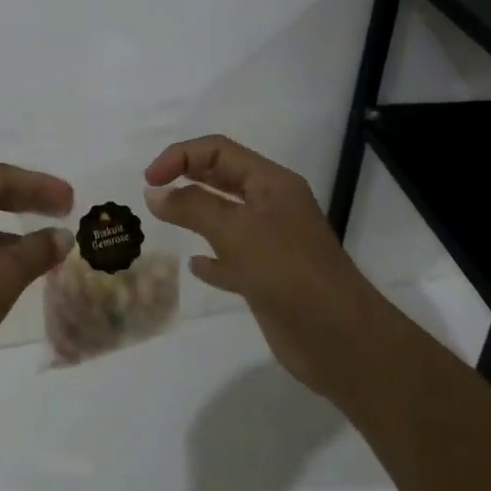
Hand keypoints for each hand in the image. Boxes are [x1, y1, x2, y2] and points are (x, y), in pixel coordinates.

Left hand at [0, 163, 74, 377]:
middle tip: (62, 210)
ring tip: (42, 244)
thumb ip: (37, 250)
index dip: (42, 187)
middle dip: (26, 202)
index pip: (2, 177)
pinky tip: (8, 267)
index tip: (73, 200)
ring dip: (8, 230)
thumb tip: (62, 236)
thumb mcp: (2, 274)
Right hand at [144, 135, 362, 391]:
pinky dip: (212, 258)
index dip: (181, 156)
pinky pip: (232, 258)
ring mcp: (272, 243)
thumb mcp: (236, 230)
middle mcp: (272, 206)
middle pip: (222, 178)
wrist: (340, 340)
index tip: (150, 179)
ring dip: (196, 215)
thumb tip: (154, 192)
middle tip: (153, 191)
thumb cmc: (288, 271)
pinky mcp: (268, 278)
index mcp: (272, 183)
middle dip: (187, 177)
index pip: (219, 150)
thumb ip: (192, 207)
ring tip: (165, 219)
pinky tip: (195, 266)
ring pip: (225, 217)